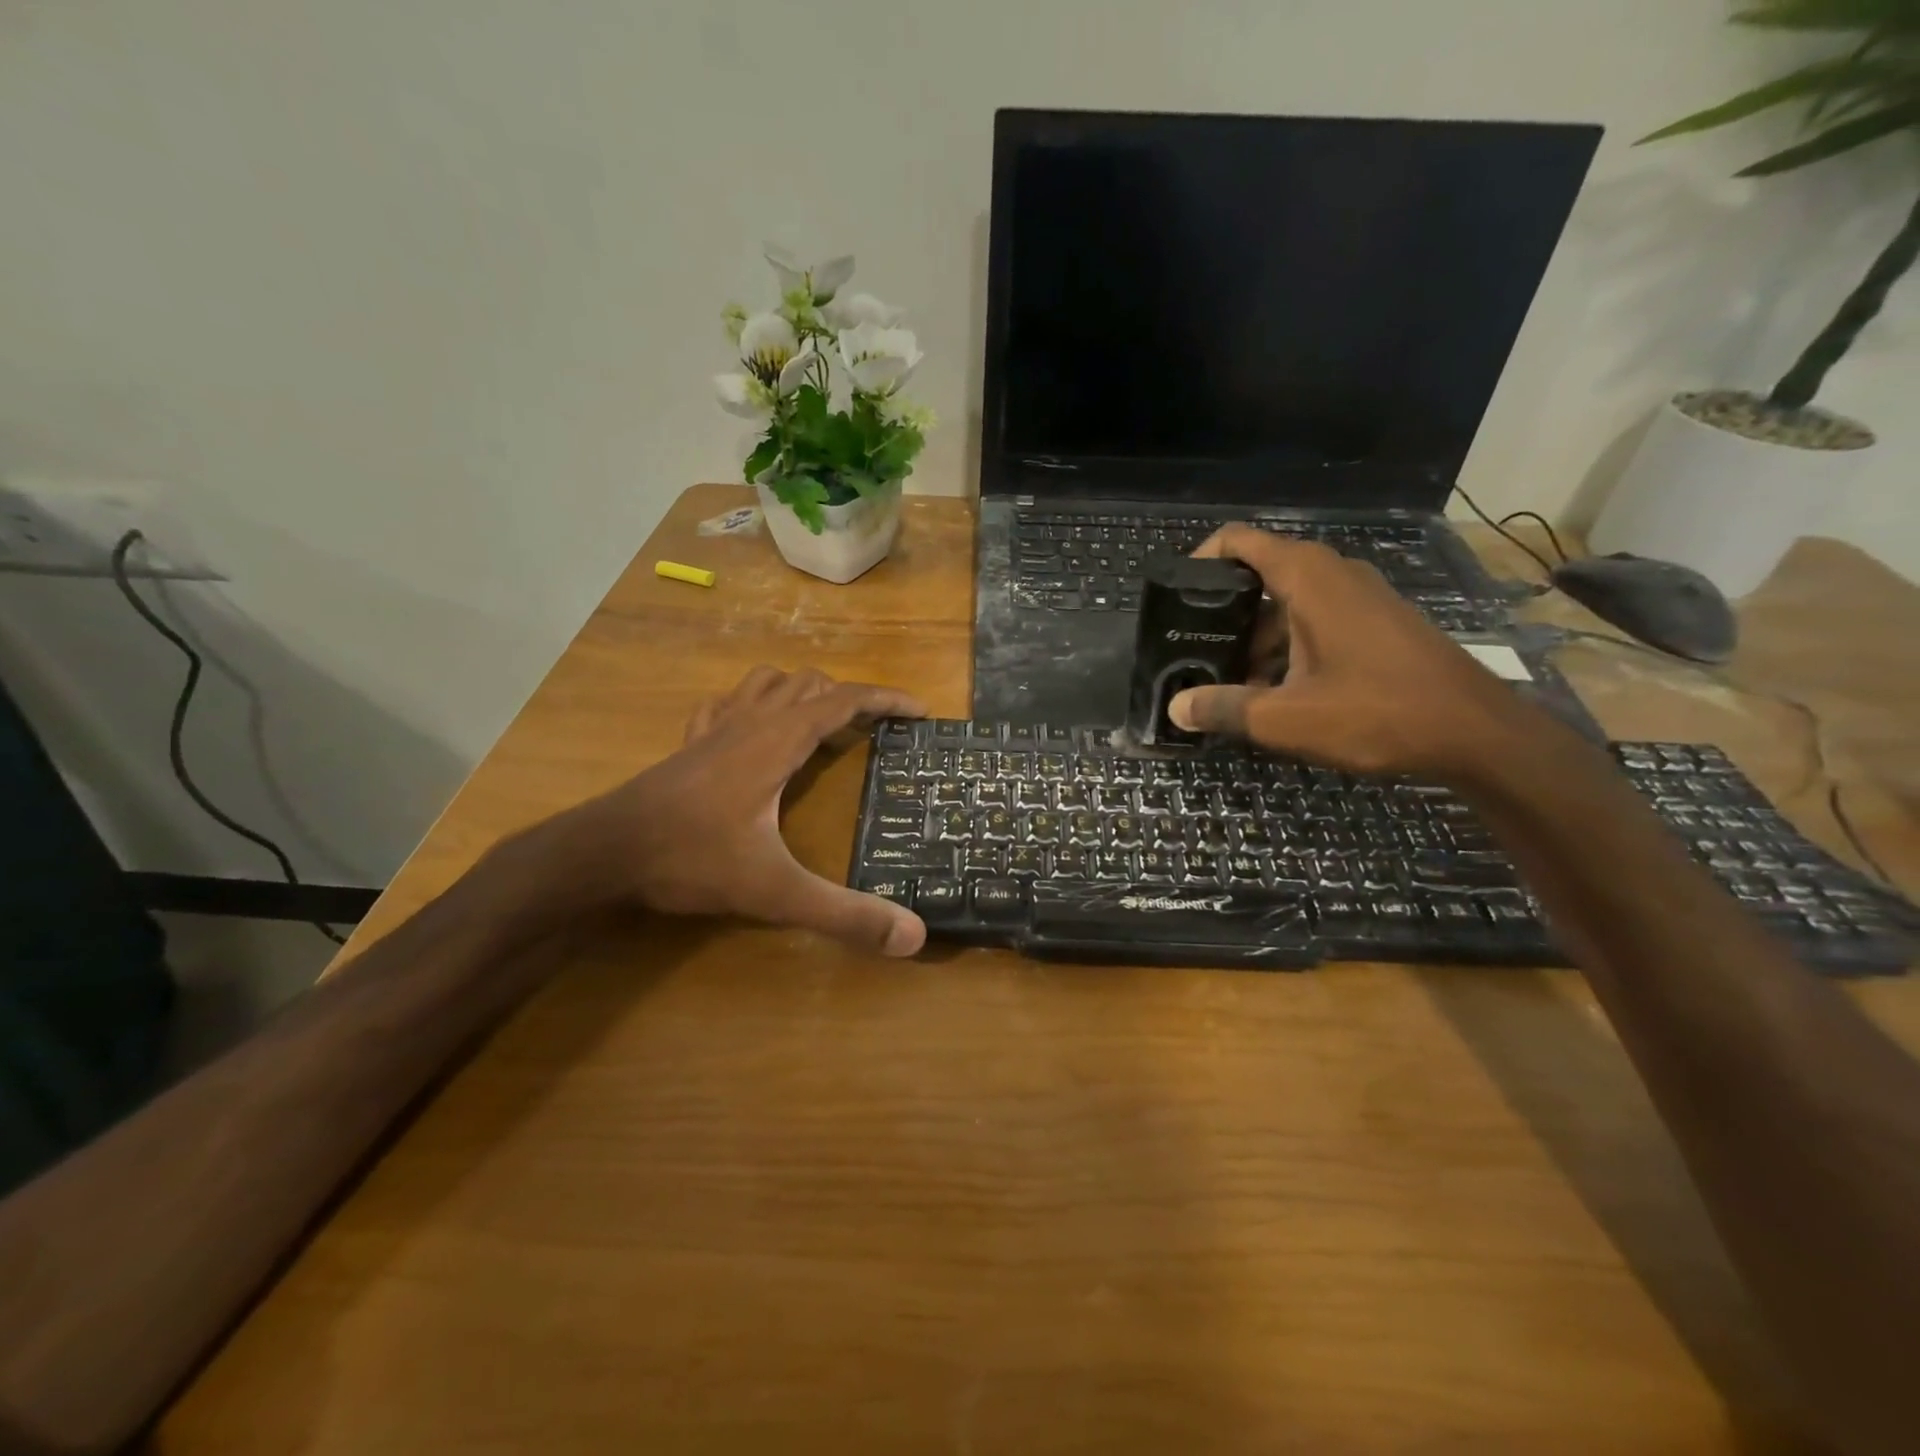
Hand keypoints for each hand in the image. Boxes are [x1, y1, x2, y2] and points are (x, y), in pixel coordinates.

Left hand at [557, 666, 926, 955]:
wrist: (603, 854)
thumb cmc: (692, 860)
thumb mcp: (777, 892)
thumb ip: (845, 914)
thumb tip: (913, 937)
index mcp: (779, 741)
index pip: (844, 700)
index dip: (886, 699)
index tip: (920, 711)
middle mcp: (751, 722)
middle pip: (810, 684)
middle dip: (849, 699)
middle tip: (874, 732)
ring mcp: (715, 729)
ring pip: (768, 683)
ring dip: (802, 692)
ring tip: (823, 724)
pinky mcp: (689, 744)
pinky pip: (727, 703)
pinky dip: (753, 703)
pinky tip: (753, 728)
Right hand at [1168, 524, 1536, 779]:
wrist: (1478, 733)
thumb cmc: (1377, 712)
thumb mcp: (1287, 718)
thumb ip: (1225, 708)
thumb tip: (1176, 708)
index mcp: (1308, 578)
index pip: (1239, 541)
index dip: (1200, 560)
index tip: (1175, 598)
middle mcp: (1334, 574)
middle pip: (1260, 574)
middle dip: (1223, 612)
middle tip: (1194, 650)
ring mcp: (1362, 598)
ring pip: (1289, 602)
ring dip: (1256, 637)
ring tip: (1230, 682)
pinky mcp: (1378, 623)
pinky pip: (1317, 619)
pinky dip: (1289, 645)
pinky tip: (1278, 691)